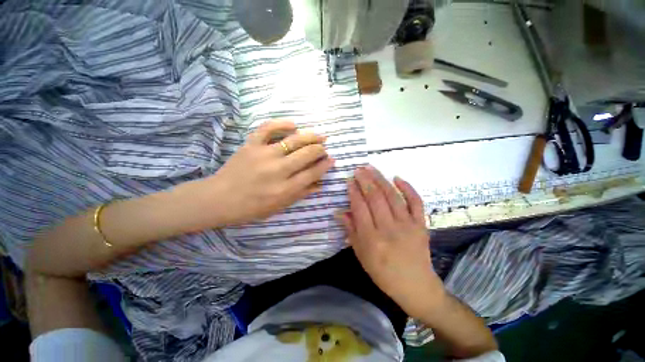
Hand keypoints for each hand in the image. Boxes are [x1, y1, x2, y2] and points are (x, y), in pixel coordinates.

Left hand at [181, 120, 333, 229]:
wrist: (219, 199)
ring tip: (319, 136)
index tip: (332, 160)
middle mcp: (278, 170)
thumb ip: (301, 194)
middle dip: (320, 150)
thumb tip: (320, 184)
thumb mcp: (279, 207)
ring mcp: (264, 155)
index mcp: (285, 189)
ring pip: (294, 140)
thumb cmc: (251, 208)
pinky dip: (282, 123)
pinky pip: (268, 128)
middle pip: (307, 154)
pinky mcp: (251, 145)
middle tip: (325, 148)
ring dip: (311, 136)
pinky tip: (293, 125)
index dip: (325, 165)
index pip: (313, 173)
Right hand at [338, 166, 445, 317]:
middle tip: (359, 169)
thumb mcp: (361, 255)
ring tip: (372, 168)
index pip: (360, 208)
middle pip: (375, 198)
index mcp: (372, 239)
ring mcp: (407, 225)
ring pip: (392, 196)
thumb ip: (350, 231)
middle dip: (365, 180)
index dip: (353, 192)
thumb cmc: (383, 273)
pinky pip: (416, 202)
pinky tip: (398, 177)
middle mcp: (389, 228)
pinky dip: (408, 188)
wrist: (416, 286)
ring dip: (381, 179)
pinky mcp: (421, 224)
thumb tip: (339, 212)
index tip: (349, 180)